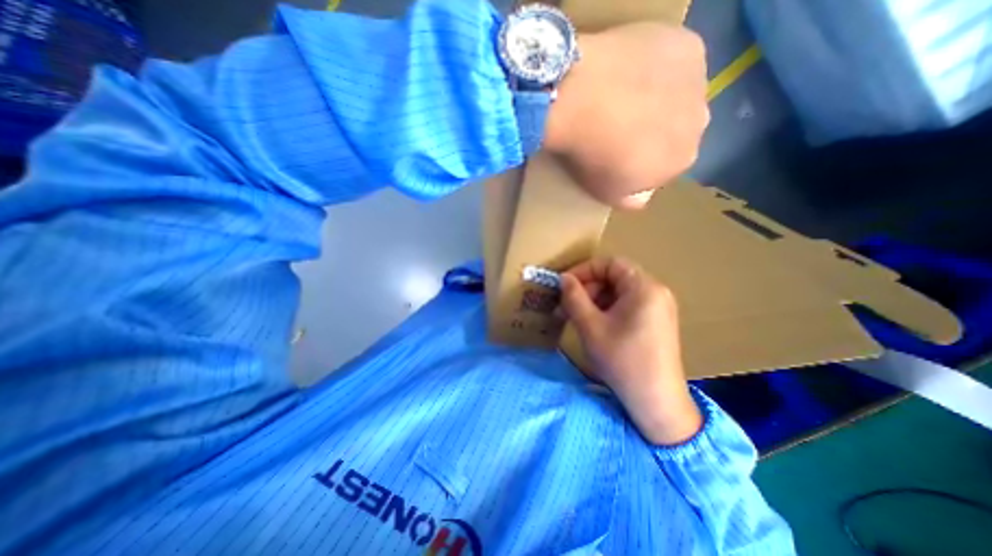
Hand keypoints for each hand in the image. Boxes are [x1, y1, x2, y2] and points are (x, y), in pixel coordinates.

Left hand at [545, 21, 709, 210]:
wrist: (583, 101)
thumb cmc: (592, 156)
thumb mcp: (607, 192)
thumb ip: (631, 200)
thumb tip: (642, 198)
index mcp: (682, 161)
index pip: (667, 164)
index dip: (643, 160)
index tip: (619, 154)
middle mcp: (700, 123)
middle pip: (677, 129)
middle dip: (654, 130)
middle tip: (619, 125)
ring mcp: (697, 81)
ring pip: (679, 95)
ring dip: (657, 98)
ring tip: (621, 97)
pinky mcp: (686, 46)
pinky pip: (674, 60)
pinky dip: (656, 66)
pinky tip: (631, 70)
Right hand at [557, 258, 703, 444]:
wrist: (656, 401)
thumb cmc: (622, 360)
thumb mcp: (590, 326)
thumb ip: (574, 297)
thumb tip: (564, 278)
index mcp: (643, 287)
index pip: (610, 264)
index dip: (584, 270)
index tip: (564, 284)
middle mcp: (655, 292)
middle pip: (614, 278)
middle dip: (587, 288)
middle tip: (565, 306)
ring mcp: (658, 308)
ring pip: (618, 293)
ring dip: (594, 300)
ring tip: (575, 318)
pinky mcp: (656, 322)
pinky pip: (626, 306)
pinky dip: (606, 310)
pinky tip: (593, 326)